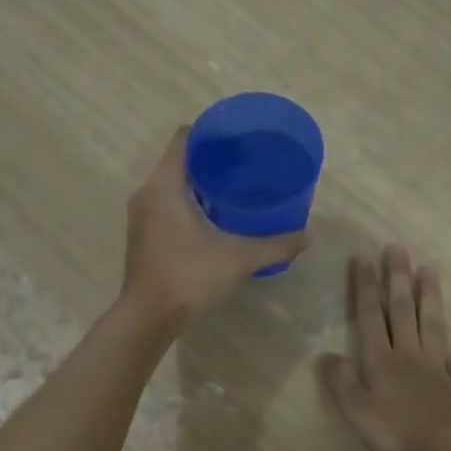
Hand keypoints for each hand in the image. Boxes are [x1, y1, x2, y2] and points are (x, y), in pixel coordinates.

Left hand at [122, 126, 307, 324]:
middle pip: (180, 160)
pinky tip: (215, 217)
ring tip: (235, 189)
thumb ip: (275, 245)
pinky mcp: (143, 235)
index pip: (185, 138)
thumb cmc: (189, 278)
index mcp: (165, 185)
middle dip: (212, 159)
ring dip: (200, 183)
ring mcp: (141, 215)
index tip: (239, 139)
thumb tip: (309, 236)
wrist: (148, 318)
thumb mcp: (238, 259)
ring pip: (173, 184)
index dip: (212, 132)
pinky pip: (167, 204)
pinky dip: (189, 203)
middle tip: (246, 164)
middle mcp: (147, 193)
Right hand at [319, 245, 450, 450]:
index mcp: (381, 361)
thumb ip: (340, 381)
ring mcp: (439, 367)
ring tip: (429, 269)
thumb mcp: (356, 410)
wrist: (448, 449)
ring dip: (429, 296)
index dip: (365, 288)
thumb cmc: (397, 432)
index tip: (362, 258)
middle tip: (397, 249)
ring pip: (433, 324)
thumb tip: (325, 355)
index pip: (369, 317)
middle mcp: (409, 355)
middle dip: (397, 279)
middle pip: (402, 311)